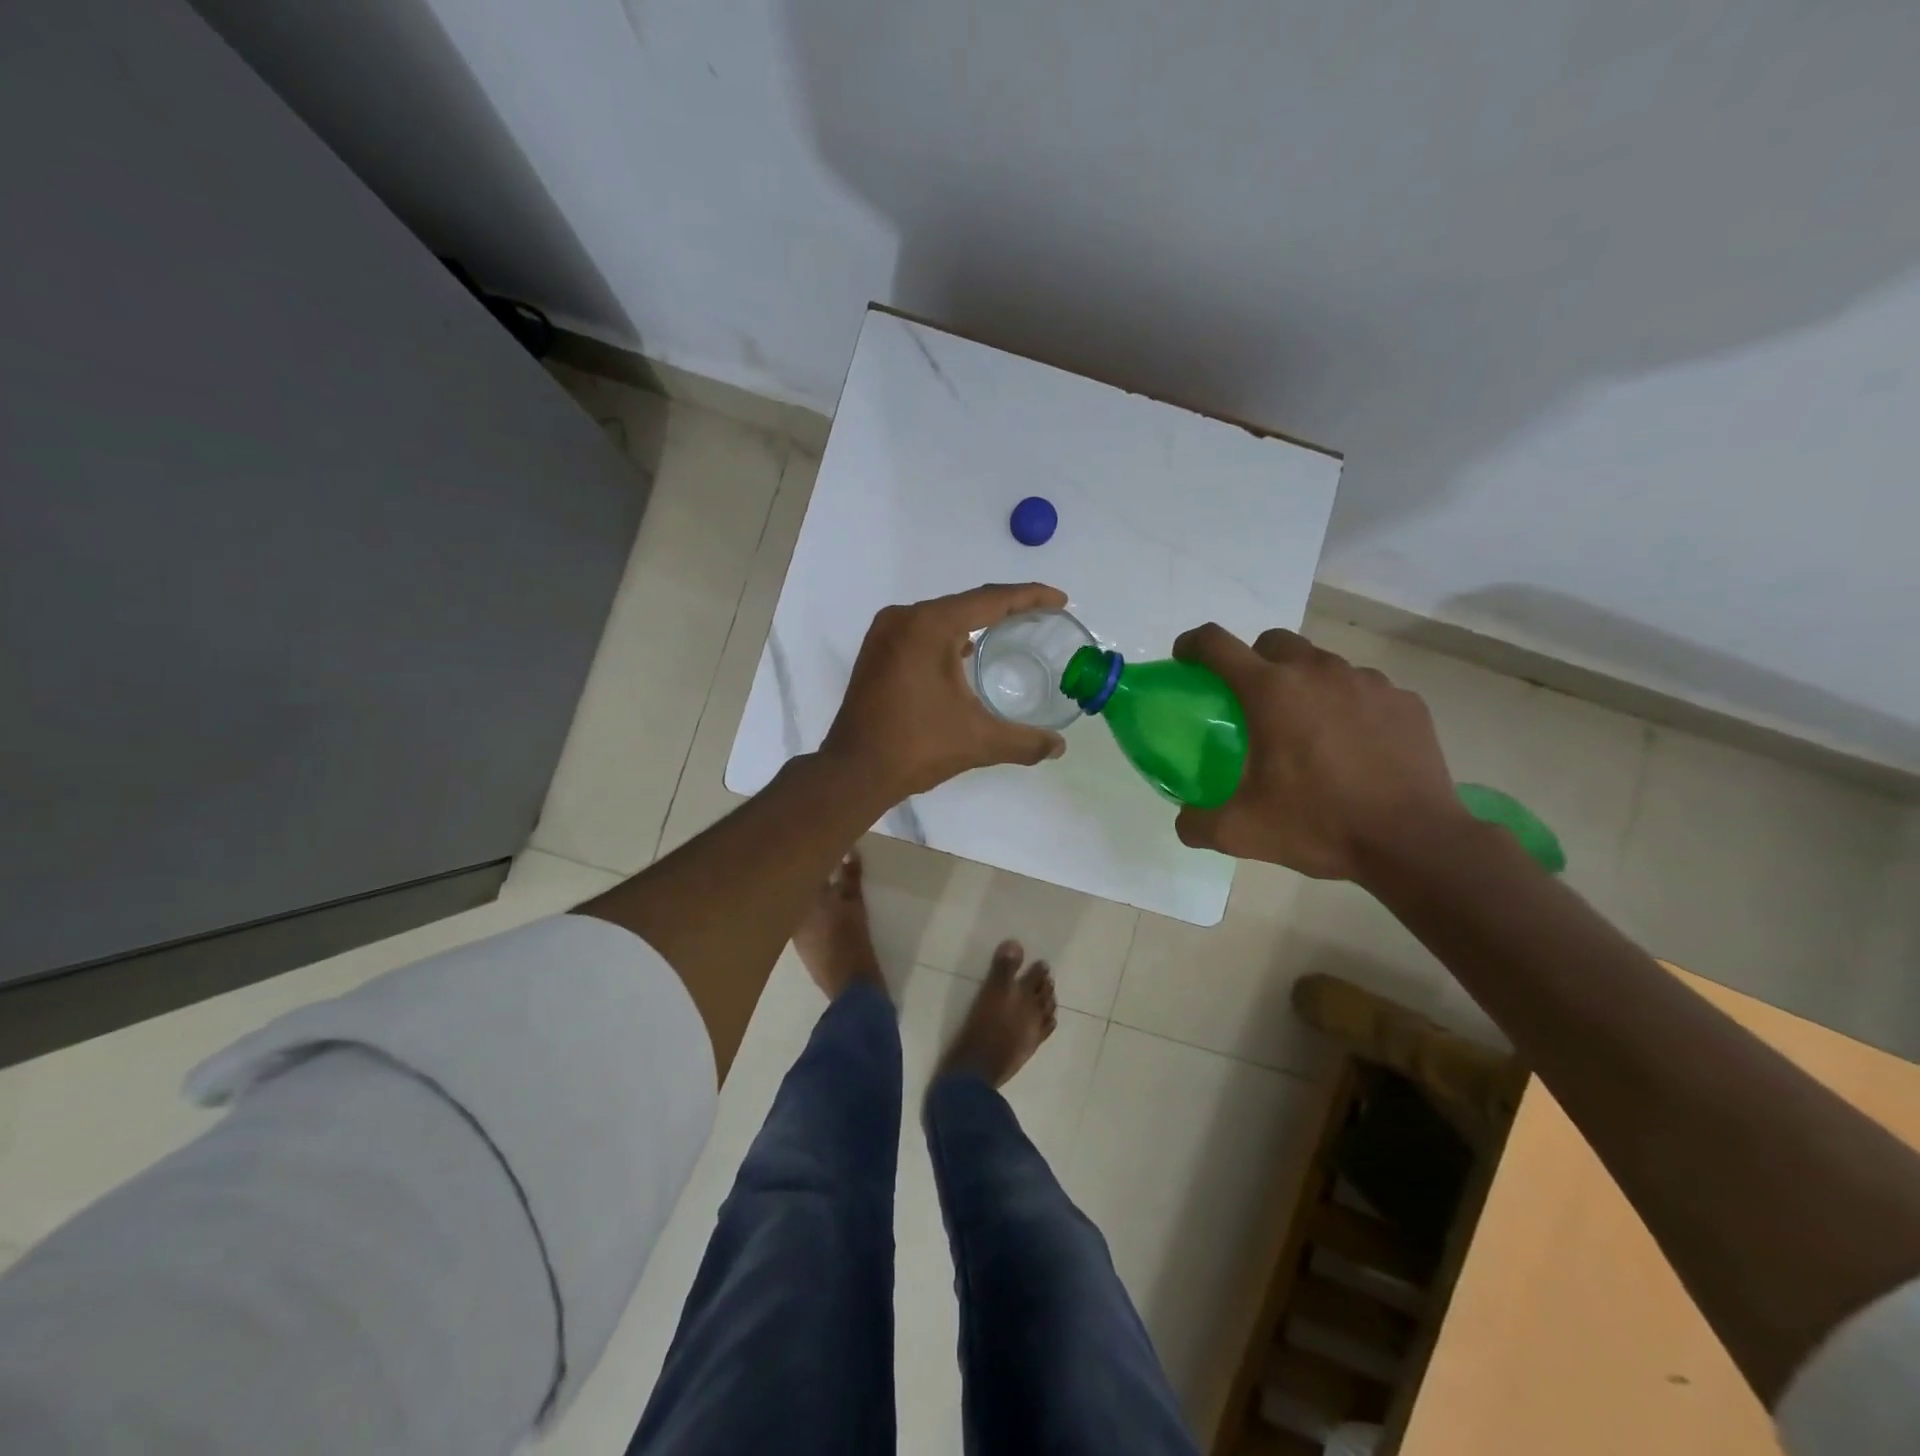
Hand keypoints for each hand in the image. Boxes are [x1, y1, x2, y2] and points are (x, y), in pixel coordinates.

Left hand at [822, 583, 1070, 799]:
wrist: (854, 771)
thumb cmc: (917, 747)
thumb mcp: (979, 741)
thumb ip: (1024, 741)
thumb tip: (1059, 747)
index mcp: (929, 626)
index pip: (990, 600)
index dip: (1030, 596)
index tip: (1060, 601)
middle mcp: (904, 618)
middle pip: (966, 603)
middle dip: (1005, 608)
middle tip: (1041, 616)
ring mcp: (885, 633)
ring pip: (942, 616)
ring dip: (975, 621)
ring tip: (1011, 630)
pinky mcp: (876, 652)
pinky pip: (922, 631)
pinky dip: (948, 636)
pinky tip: (966, 652)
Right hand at [1170, 623, 1467, 880]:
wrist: (1413, 843)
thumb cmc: (1319, 826)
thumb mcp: (1240, 832)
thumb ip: (1197, 822)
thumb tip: (1185, 820)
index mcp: (1270, 691)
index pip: (1216, 645)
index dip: (1192, 645)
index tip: (1186, 660)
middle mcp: (1317, 672)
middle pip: (1273, 642)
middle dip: (1254, 661)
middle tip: (1252, 703)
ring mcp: (1367, 682)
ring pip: (1321, 664)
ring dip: (1304, 684)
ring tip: (1307, 729)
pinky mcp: (1404, 700)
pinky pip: (1363, 689)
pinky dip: (1348, 706)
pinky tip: (1352, 746)